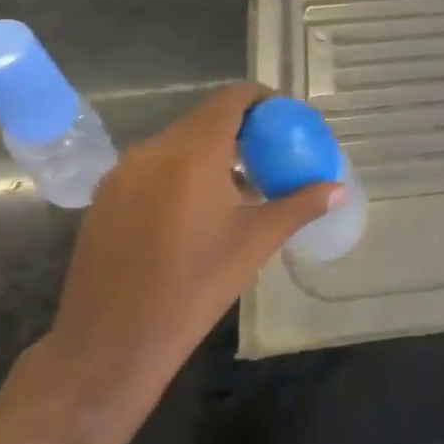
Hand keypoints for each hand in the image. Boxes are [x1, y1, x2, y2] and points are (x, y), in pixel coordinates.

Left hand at [38, 82, 341, 413]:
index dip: (262, 100)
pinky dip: (180, 172)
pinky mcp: (105, 197)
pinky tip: (196, 211)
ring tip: (237, 187)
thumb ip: (299, 207)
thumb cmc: (193, 289)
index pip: (231, 99)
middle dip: (240, 129)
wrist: (109, 344)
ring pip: (176, 143)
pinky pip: (152, 166)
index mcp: (192, 154)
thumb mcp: (255, 244)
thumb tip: (339, 190)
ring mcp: (122, 173)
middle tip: (269, 155)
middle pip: (204, 118)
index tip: (285, 120)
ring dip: (209, 152)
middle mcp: (153, 150)